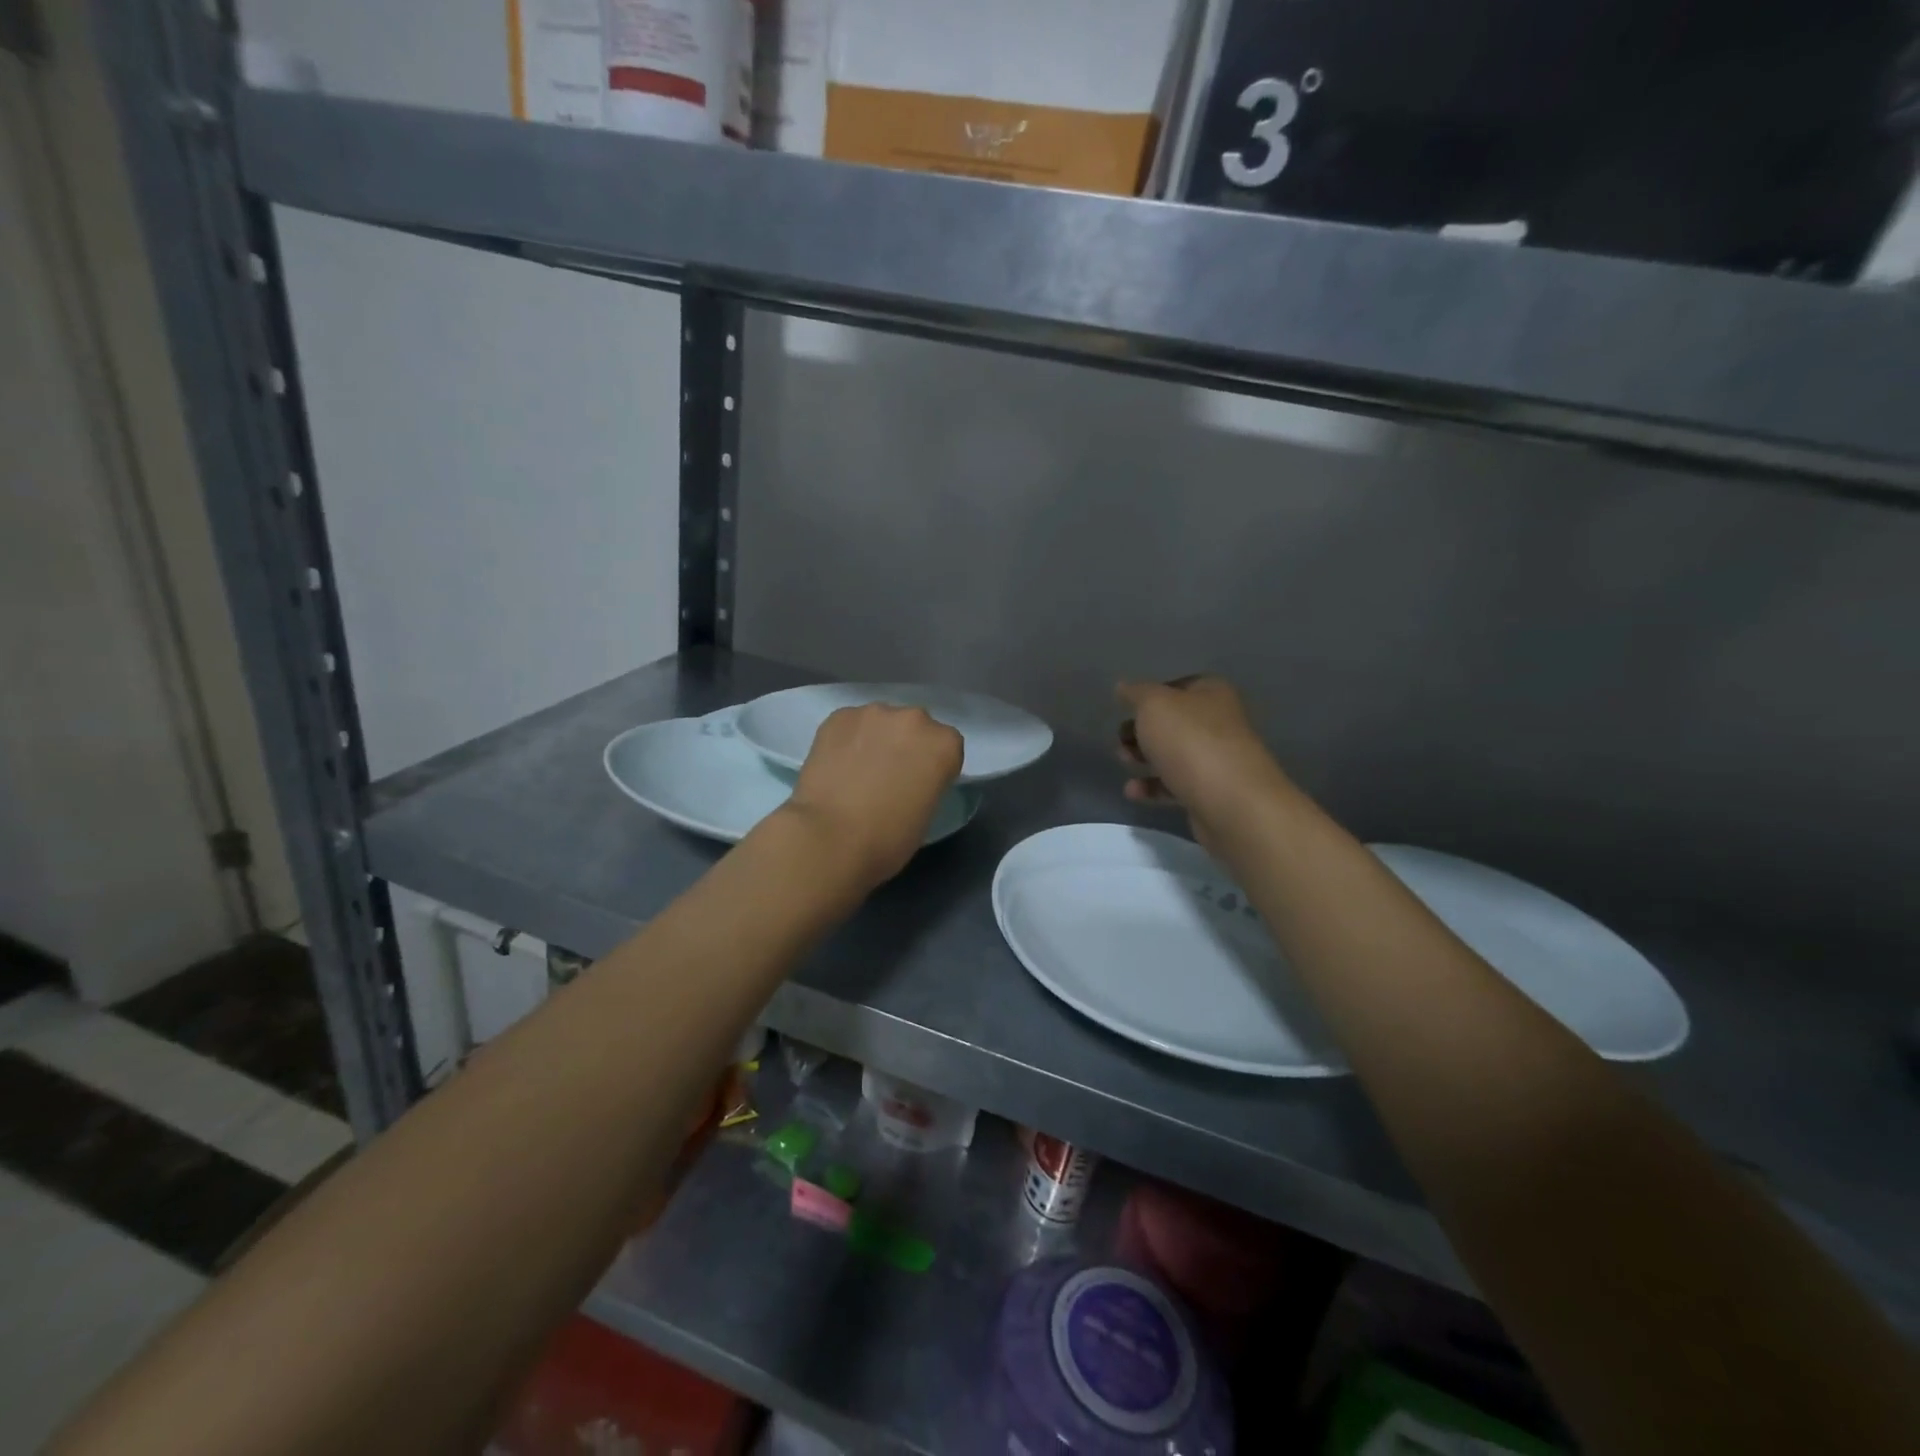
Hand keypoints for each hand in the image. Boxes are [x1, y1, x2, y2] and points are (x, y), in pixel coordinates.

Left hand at [783, 704, 964, 888]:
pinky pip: (850, 725)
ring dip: (876, 739)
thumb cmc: (888, 839)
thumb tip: (909, 779)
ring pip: (881, 722)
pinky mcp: (839, 716)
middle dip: (905, 746)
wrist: (830, 838)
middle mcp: (914, 719)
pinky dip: (847, 740)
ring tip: (857, 770)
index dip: (933, 767)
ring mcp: (874, 713)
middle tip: (888, 776)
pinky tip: (836, 765)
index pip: (947, 748)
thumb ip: (928, 783)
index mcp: (944, 744)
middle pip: (915, 728)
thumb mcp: (927, 813)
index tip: (919, 786)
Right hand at [1116, 676, 1288, 847]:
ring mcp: (1217, 760)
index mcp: (1212, 693)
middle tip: (1121, 739)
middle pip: (1173, 722)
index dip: (1150, 695)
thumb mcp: (1154, 705)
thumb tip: (1123, 687)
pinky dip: (1153, 787)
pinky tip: (1132, 792)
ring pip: (1173, 754)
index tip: (1126, 708)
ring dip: (1144, 757)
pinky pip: (1176, 784)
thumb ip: (1136, 693)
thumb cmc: (1190, 741)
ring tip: (1123, 761)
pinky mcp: (1210, 793)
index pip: (1178, 686)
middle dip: (1142, 730)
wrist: (1231, 802)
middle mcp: (1219, 723)